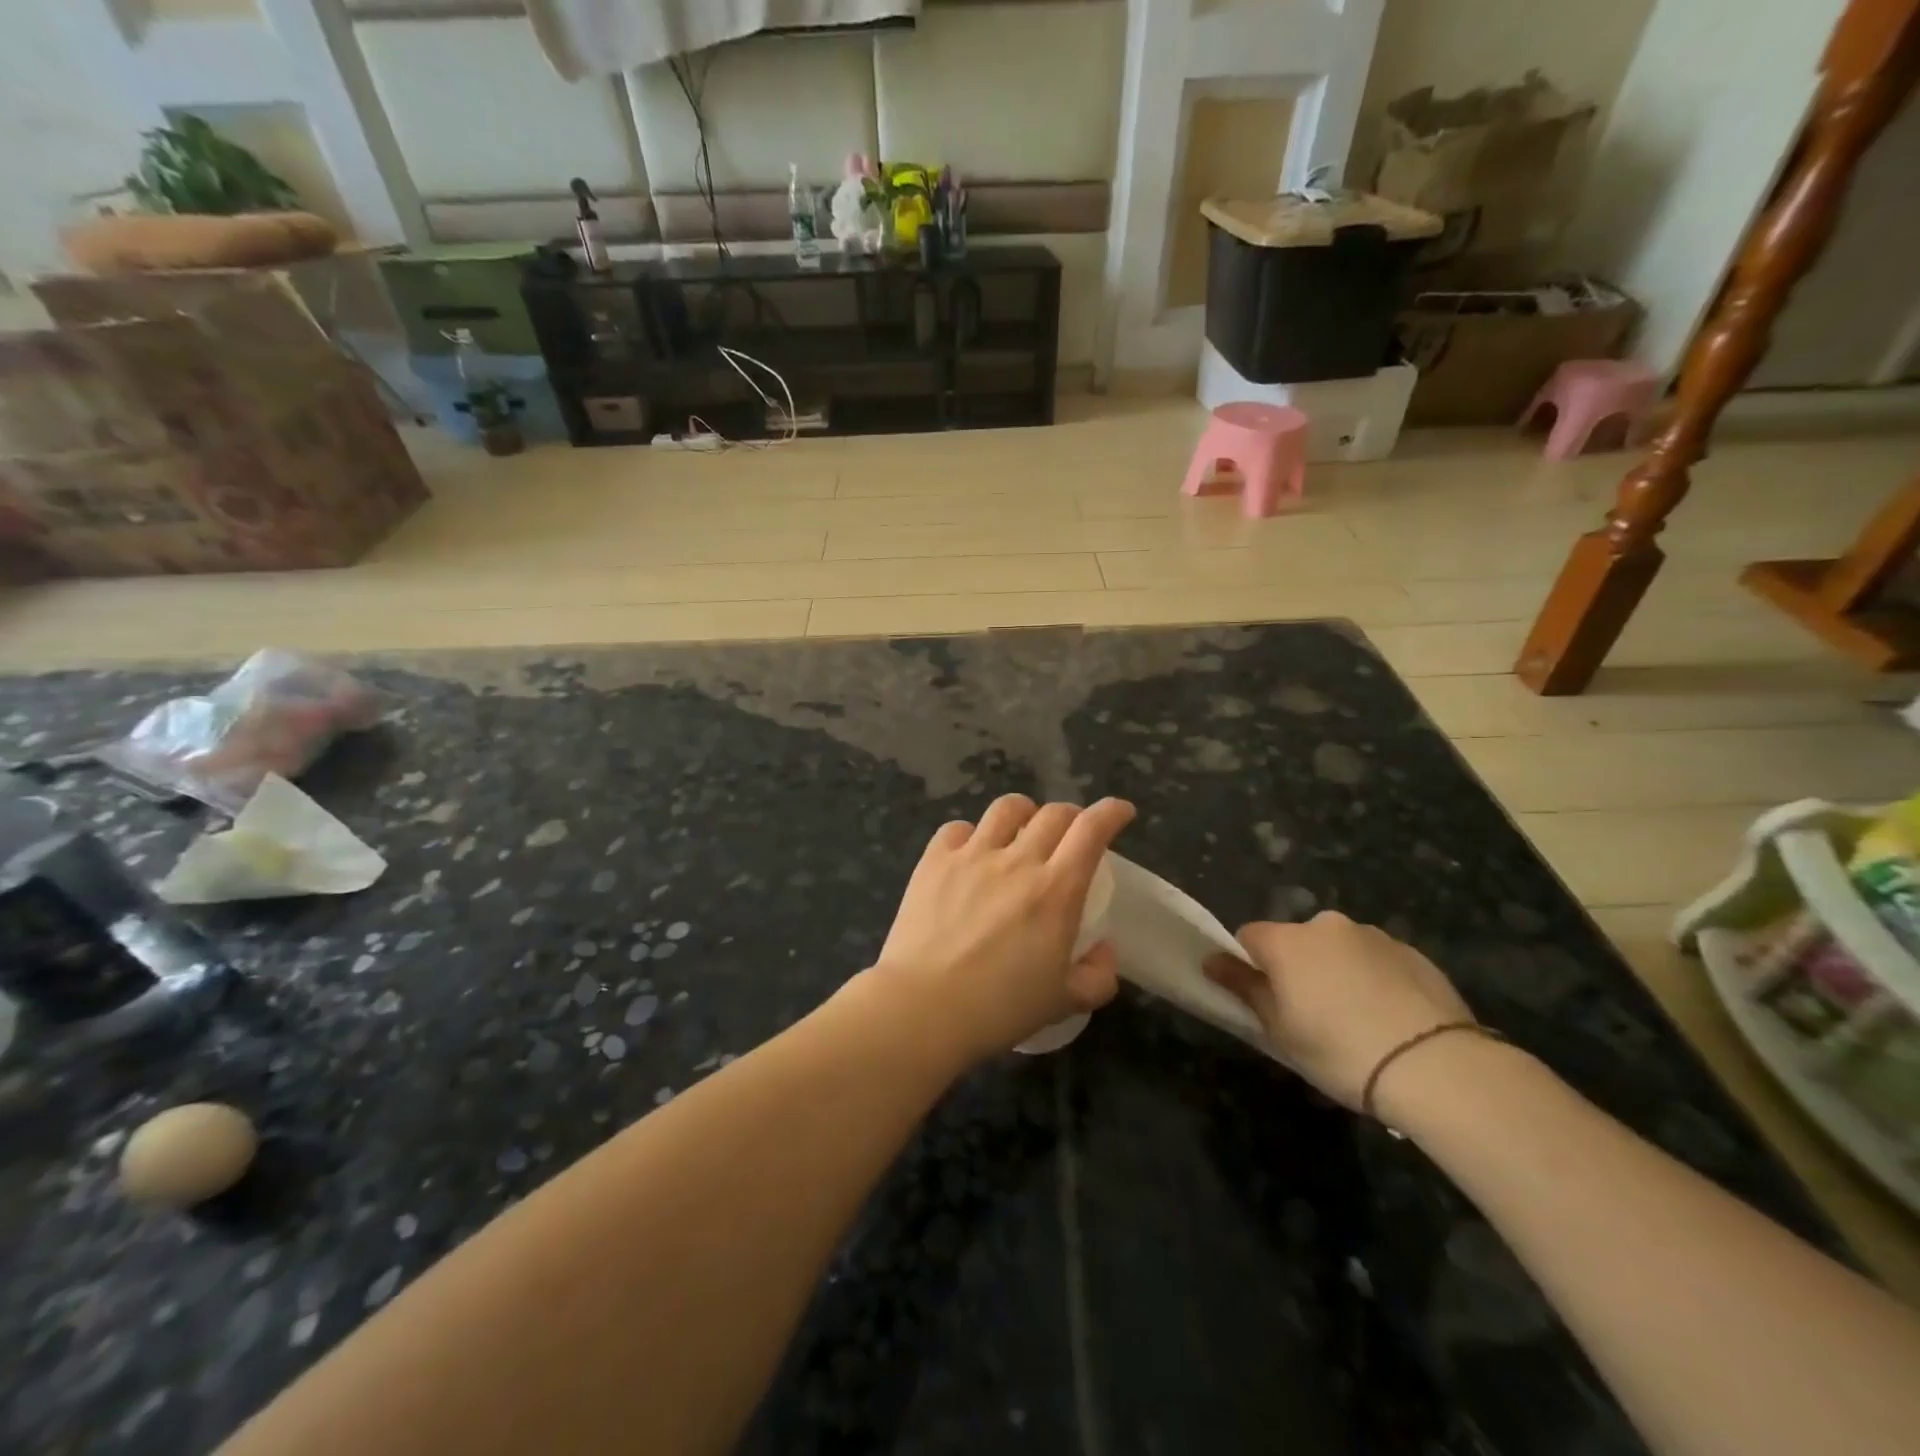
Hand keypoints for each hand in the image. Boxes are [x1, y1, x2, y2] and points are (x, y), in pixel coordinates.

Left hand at [871, 794, 1135, 1063]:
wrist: (923, 1008)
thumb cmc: (998, 1009)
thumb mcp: (1064, 1003)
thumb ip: (1098, 976)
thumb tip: (1105, 949)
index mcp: (1056, 891)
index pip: (1091, 830)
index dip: (1111, 812)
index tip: (1121, 812)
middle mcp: (1017, 861)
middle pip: (1052, 813)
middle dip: (1071, 815)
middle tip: (1072, 833)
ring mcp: (972, 856)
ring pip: (1006, 809)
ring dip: (1024, 813)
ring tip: (1022, 831)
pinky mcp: (934, 861)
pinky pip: (957, 828)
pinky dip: (971, 834)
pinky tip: (971, 852)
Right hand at [1205, 912, 1472, 1110]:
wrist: (1436, 1066)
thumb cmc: (1340, 1050)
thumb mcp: (1280, 1029)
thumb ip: (1244, 988)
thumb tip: (1211, 960)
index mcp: (1287, 941)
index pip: (1248, 936)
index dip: (1249, 965)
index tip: (1265, 999)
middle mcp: (1326, 925)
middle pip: (1296, 940)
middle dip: (1297, 967)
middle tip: (1311, 1014)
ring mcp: (1373, 935)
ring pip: (1339, 948)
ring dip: (1337, 970)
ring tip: (1358, 1018)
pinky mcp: (1413, 952)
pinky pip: (1377, 960)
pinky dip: (1374, 979)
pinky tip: (1390, 1017)